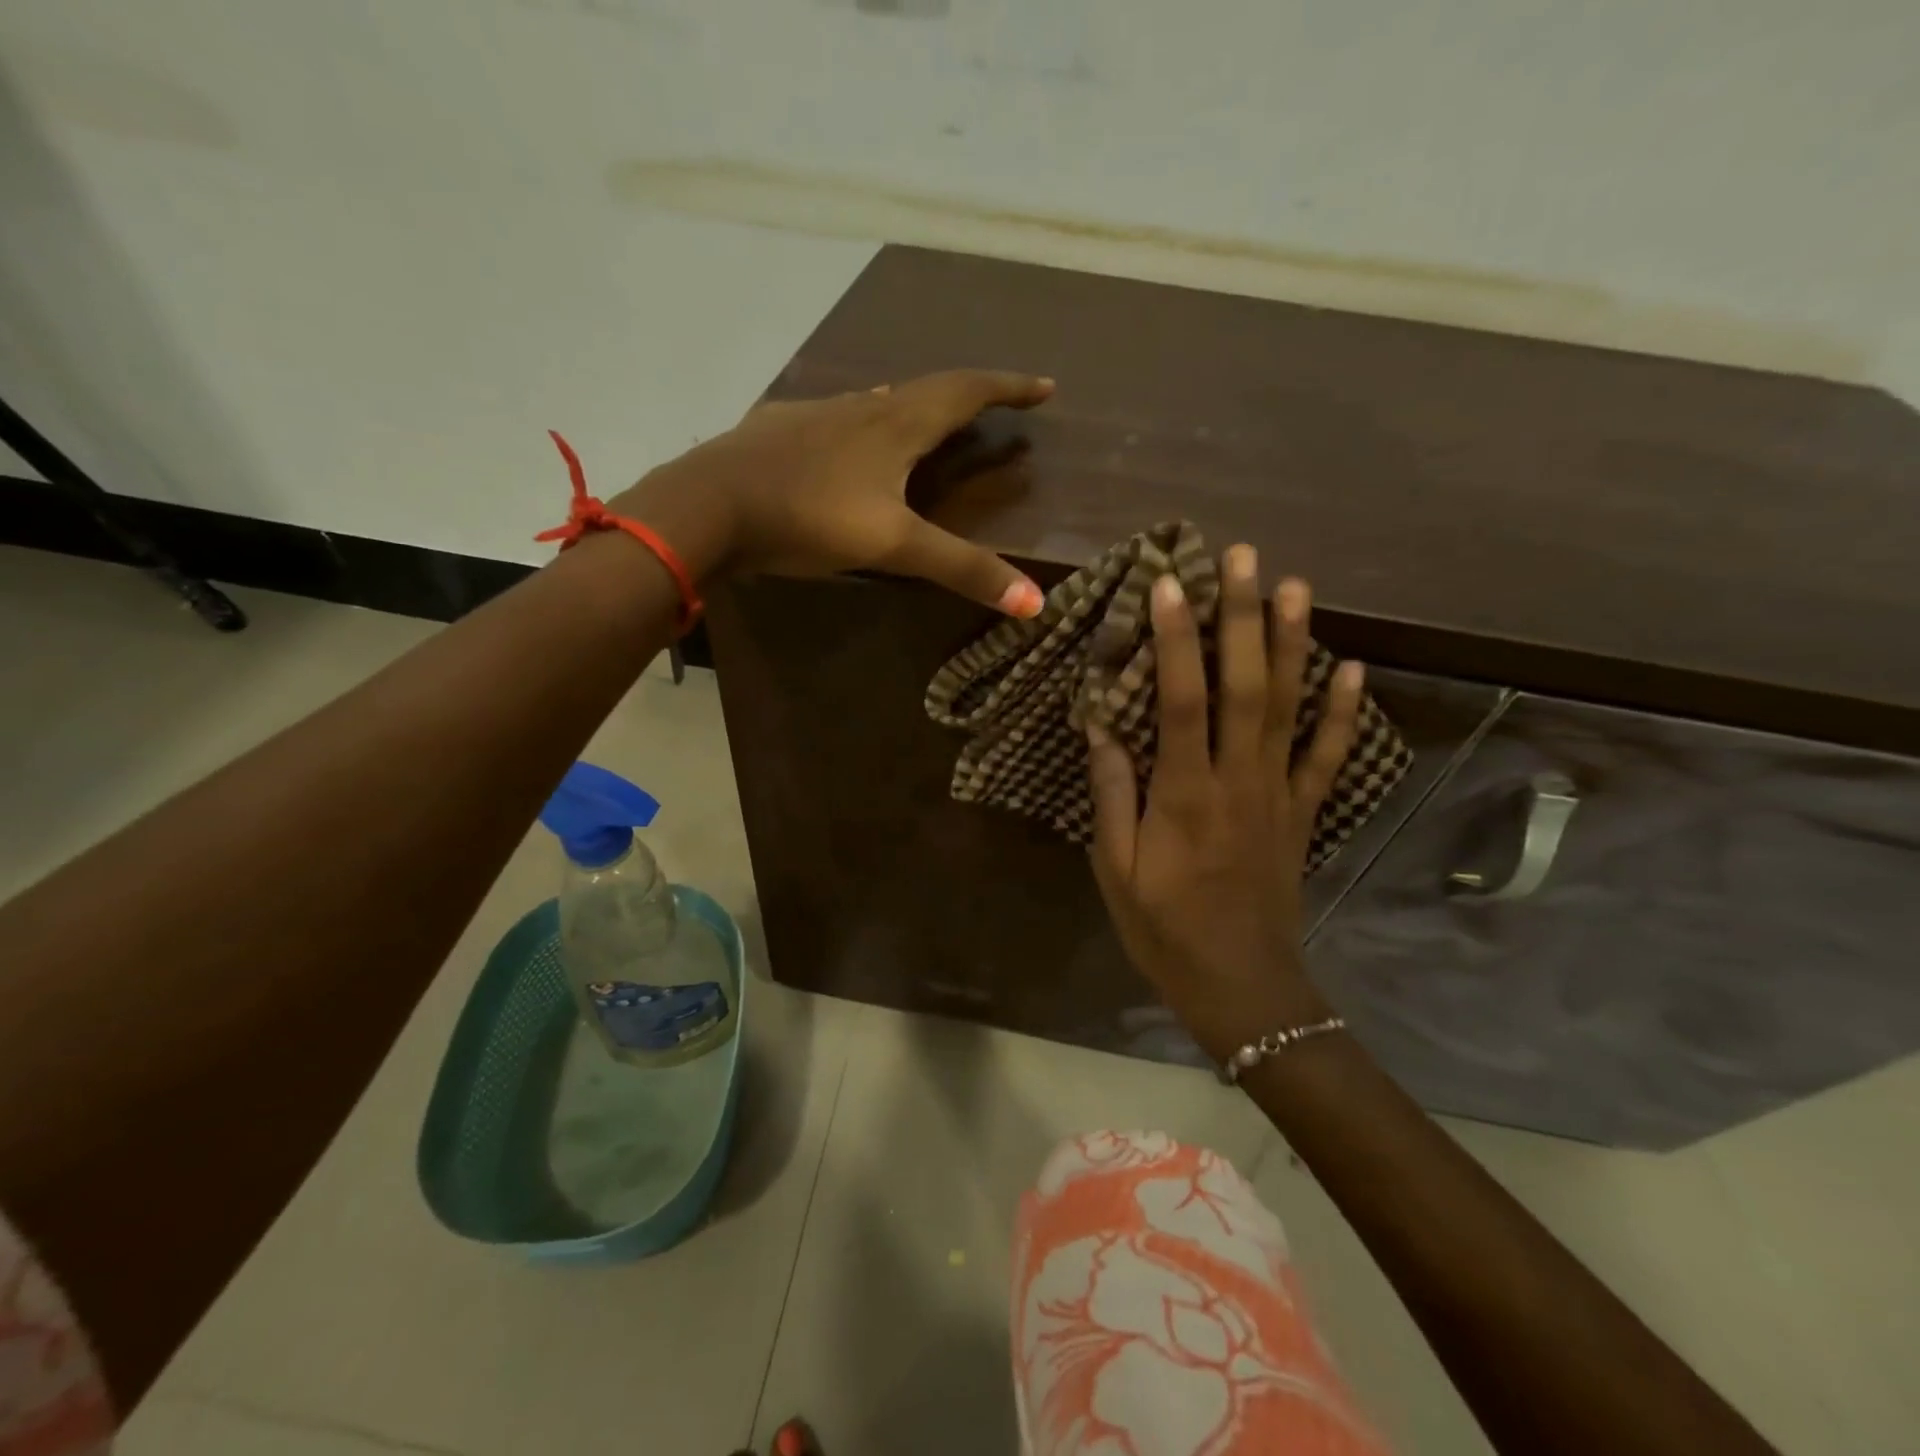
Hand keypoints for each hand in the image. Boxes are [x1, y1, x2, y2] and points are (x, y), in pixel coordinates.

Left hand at [613, 369, 1053, 614]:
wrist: (707, 505)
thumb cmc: (807, 517)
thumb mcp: (892, 546)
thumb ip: (961, 569)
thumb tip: (1036, 604)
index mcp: (896, 425)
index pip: (967, 392)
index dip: (1010, 388)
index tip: (1045, 387)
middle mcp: (861, 408)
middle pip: (927, 390)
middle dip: (970, 396)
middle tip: (995, 406)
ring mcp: (816, 415)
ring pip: (879, 401)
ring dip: (915, 406)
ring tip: (932, 420)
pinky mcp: (779, 430)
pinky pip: (837, 417)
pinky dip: (864, 422)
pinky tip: (850, 442)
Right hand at [1086, 546, 1364, 1060]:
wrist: (1241, 986)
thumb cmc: (1164, 928)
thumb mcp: (1115, 869)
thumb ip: (1113, 794)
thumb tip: (1101, 725)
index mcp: (1185, 794)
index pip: (1182, 701)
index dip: (1175, 639)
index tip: (1169, 584)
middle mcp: (1238, 781)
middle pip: (1246, 687)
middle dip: (1242, 617)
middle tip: (1242, 557)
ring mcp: (1280, 794)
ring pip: (1290, 708)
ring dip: (1293, 644)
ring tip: (1295, 586)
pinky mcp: (1304, 812)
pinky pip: (1328, 756)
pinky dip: (1342, 711)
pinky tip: (1353, 668)